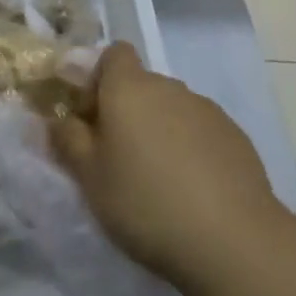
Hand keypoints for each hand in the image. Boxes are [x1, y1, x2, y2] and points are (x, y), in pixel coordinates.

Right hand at [50, 42, 295, 290]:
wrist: (233, 241)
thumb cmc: (145, 202)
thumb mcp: (89, 177)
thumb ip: (68, 140)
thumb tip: (60, 119)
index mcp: (129, 87)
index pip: (113, 53)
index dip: (99, 79)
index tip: (93, 119)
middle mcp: (168, 86)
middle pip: (141, 85)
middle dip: (128, 112)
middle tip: (119, 160)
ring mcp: (206, 109)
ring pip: (171, 109)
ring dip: (160, 131)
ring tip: (159, 182)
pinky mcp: (235, 137)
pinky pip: (200, 132)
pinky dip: (191, 150)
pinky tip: (194, 192)